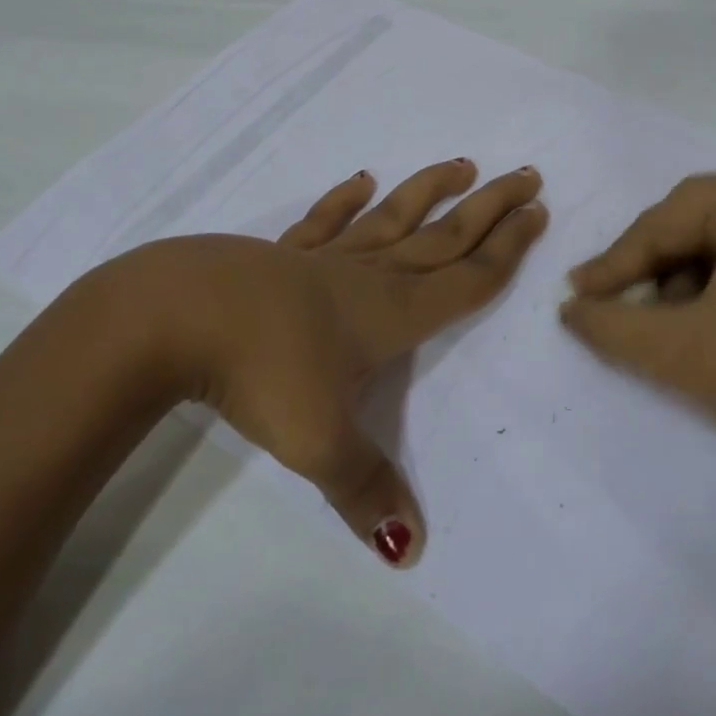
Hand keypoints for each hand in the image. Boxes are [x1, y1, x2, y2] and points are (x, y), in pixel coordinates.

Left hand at [85, 160, 546, 564]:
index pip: (466, 280)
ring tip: (462, 164)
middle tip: (527, 175)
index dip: (507, 251)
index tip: (538, 213)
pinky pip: (322, 222)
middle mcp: (368, 277)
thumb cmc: (262, 371)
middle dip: (489, 208)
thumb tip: (411, 551)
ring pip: (392, 218)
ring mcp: (323, 260)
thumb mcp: (319, 441)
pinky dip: (343, 200)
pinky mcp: (281, 254)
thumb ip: (366, 490)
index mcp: (391, 314)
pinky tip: (360, 180)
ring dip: (428, 191)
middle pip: (443, 237)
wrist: (178, 315)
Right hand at [558, 165, 715, 510]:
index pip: (667, 221)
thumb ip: (609, 324)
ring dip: (689, 276)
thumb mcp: (678, 351)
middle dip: (654, 267)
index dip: (615, 262)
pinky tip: (714, 318)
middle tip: (615, 303)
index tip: (576, 292)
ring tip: (668, 322)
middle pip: (698, 222)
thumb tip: (569, 308)